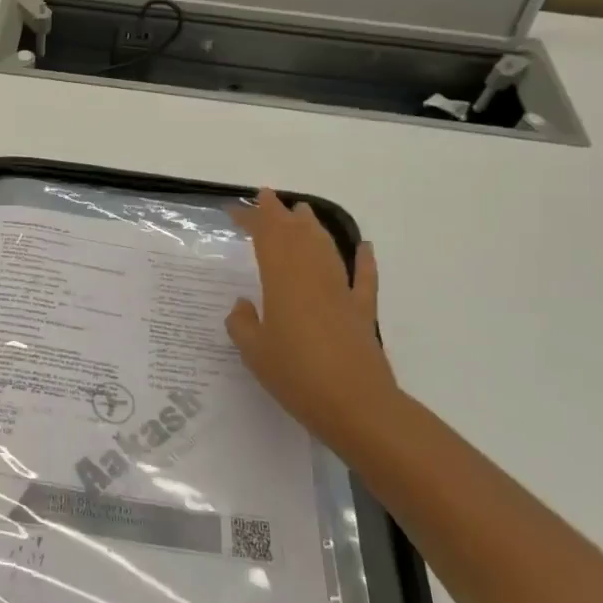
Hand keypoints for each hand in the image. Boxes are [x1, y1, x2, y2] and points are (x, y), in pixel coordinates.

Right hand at [226, 189, 399, 448]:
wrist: (355, 405)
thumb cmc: (296, 376)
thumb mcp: (254, 353)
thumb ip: (243, 324)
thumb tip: (243, 305)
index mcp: (282, 282)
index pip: (266, 238)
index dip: (252, 219)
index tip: (237, 208)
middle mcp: (312, 277)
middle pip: (296, 235)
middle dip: (280, 214)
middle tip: (268, 197)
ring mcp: (341, 292)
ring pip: (326, 248)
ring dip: (313, 227)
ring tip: (303, 211)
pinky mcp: (362, 312)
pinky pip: (364, 279)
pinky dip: (365, 261)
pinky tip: (364, 247)